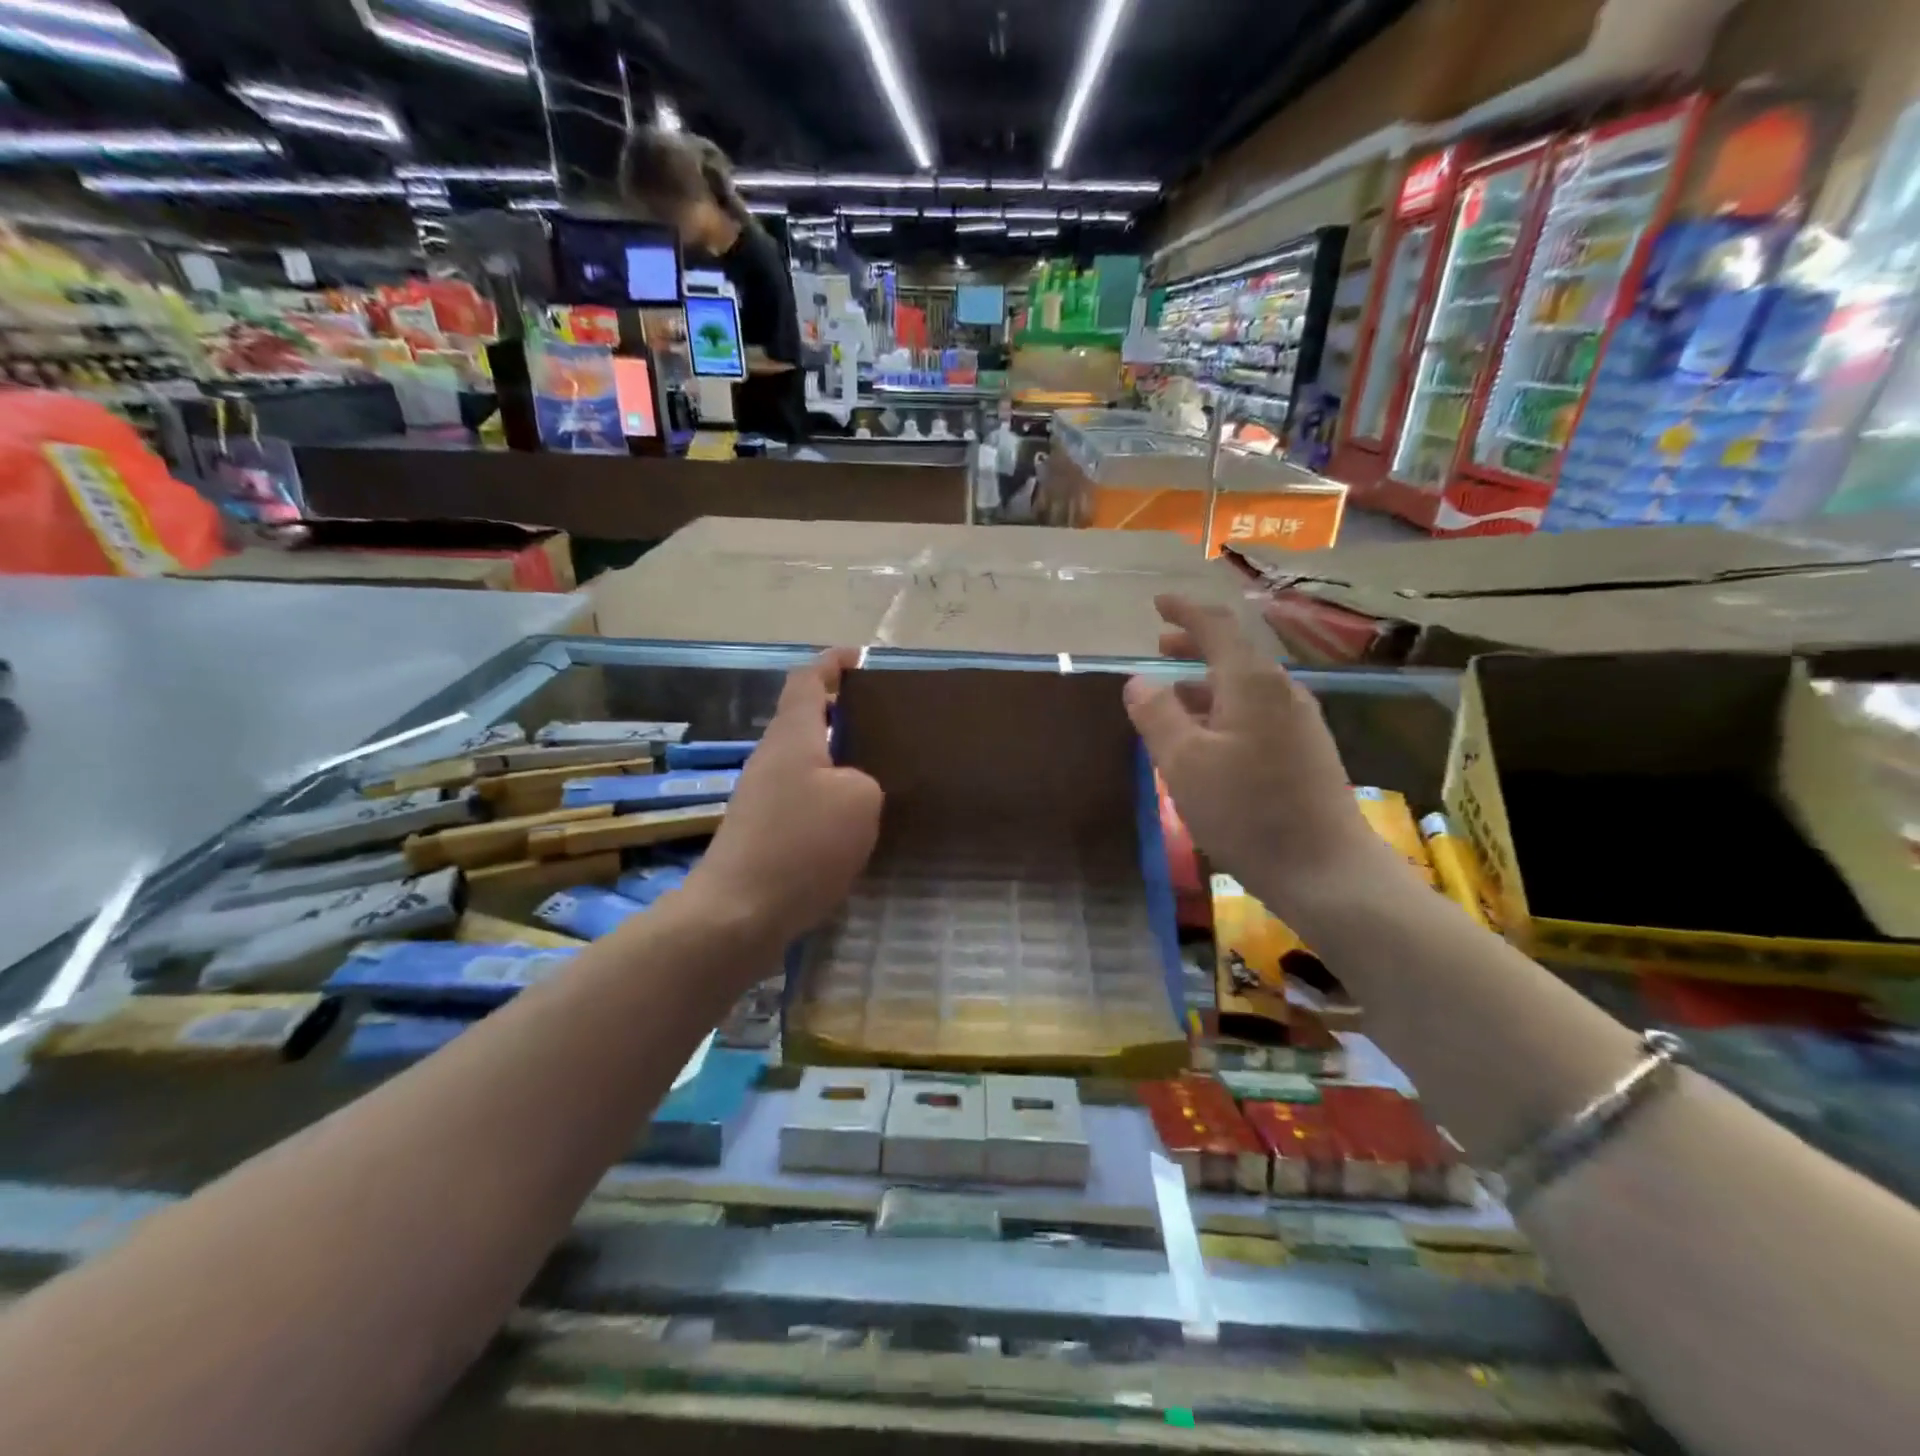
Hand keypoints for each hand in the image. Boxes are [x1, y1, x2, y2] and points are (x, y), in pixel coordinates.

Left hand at [687, 650, 882, 945]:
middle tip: (886, 723)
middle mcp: (772, 759)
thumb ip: (865, 779)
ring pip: (806, 764)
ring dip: (837, 761)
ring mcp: (762, 798)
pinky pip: (802, 800)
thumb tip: (852, 788)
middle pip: (806, 721)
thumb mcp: (860, 801)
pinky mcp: (761, 834)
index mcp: (793, 737)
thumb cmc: (801, 844)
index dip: (833, 663)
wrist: (738, 915)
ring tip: (880, 773)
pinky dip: (828, 799)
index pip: (808, 680)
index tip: (859, 658)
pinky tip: (853, 824)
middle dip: (842, 715)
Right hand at [1124, 595, 1380, 918]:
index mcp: (1252, 683)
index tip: (1158, 602)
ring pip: (1245, 687)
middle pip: (1234, 654)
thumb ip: (1157, 715)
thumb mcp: (1184, 762)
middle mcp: (1281, 692)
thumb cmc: (1246, 810)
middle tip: (1161, 644)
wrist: (1325, 870)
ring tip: (1174, 698)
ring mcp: (1299, 722)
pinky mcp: (1306, 752)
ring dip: (1207, 682)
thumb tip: (1139, 680)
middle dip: (1195, 644)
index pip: (1216, 626)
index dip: (1184, 610)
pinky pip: (1257, 713)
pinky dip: (1224, 709)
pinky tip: (1209, 740)